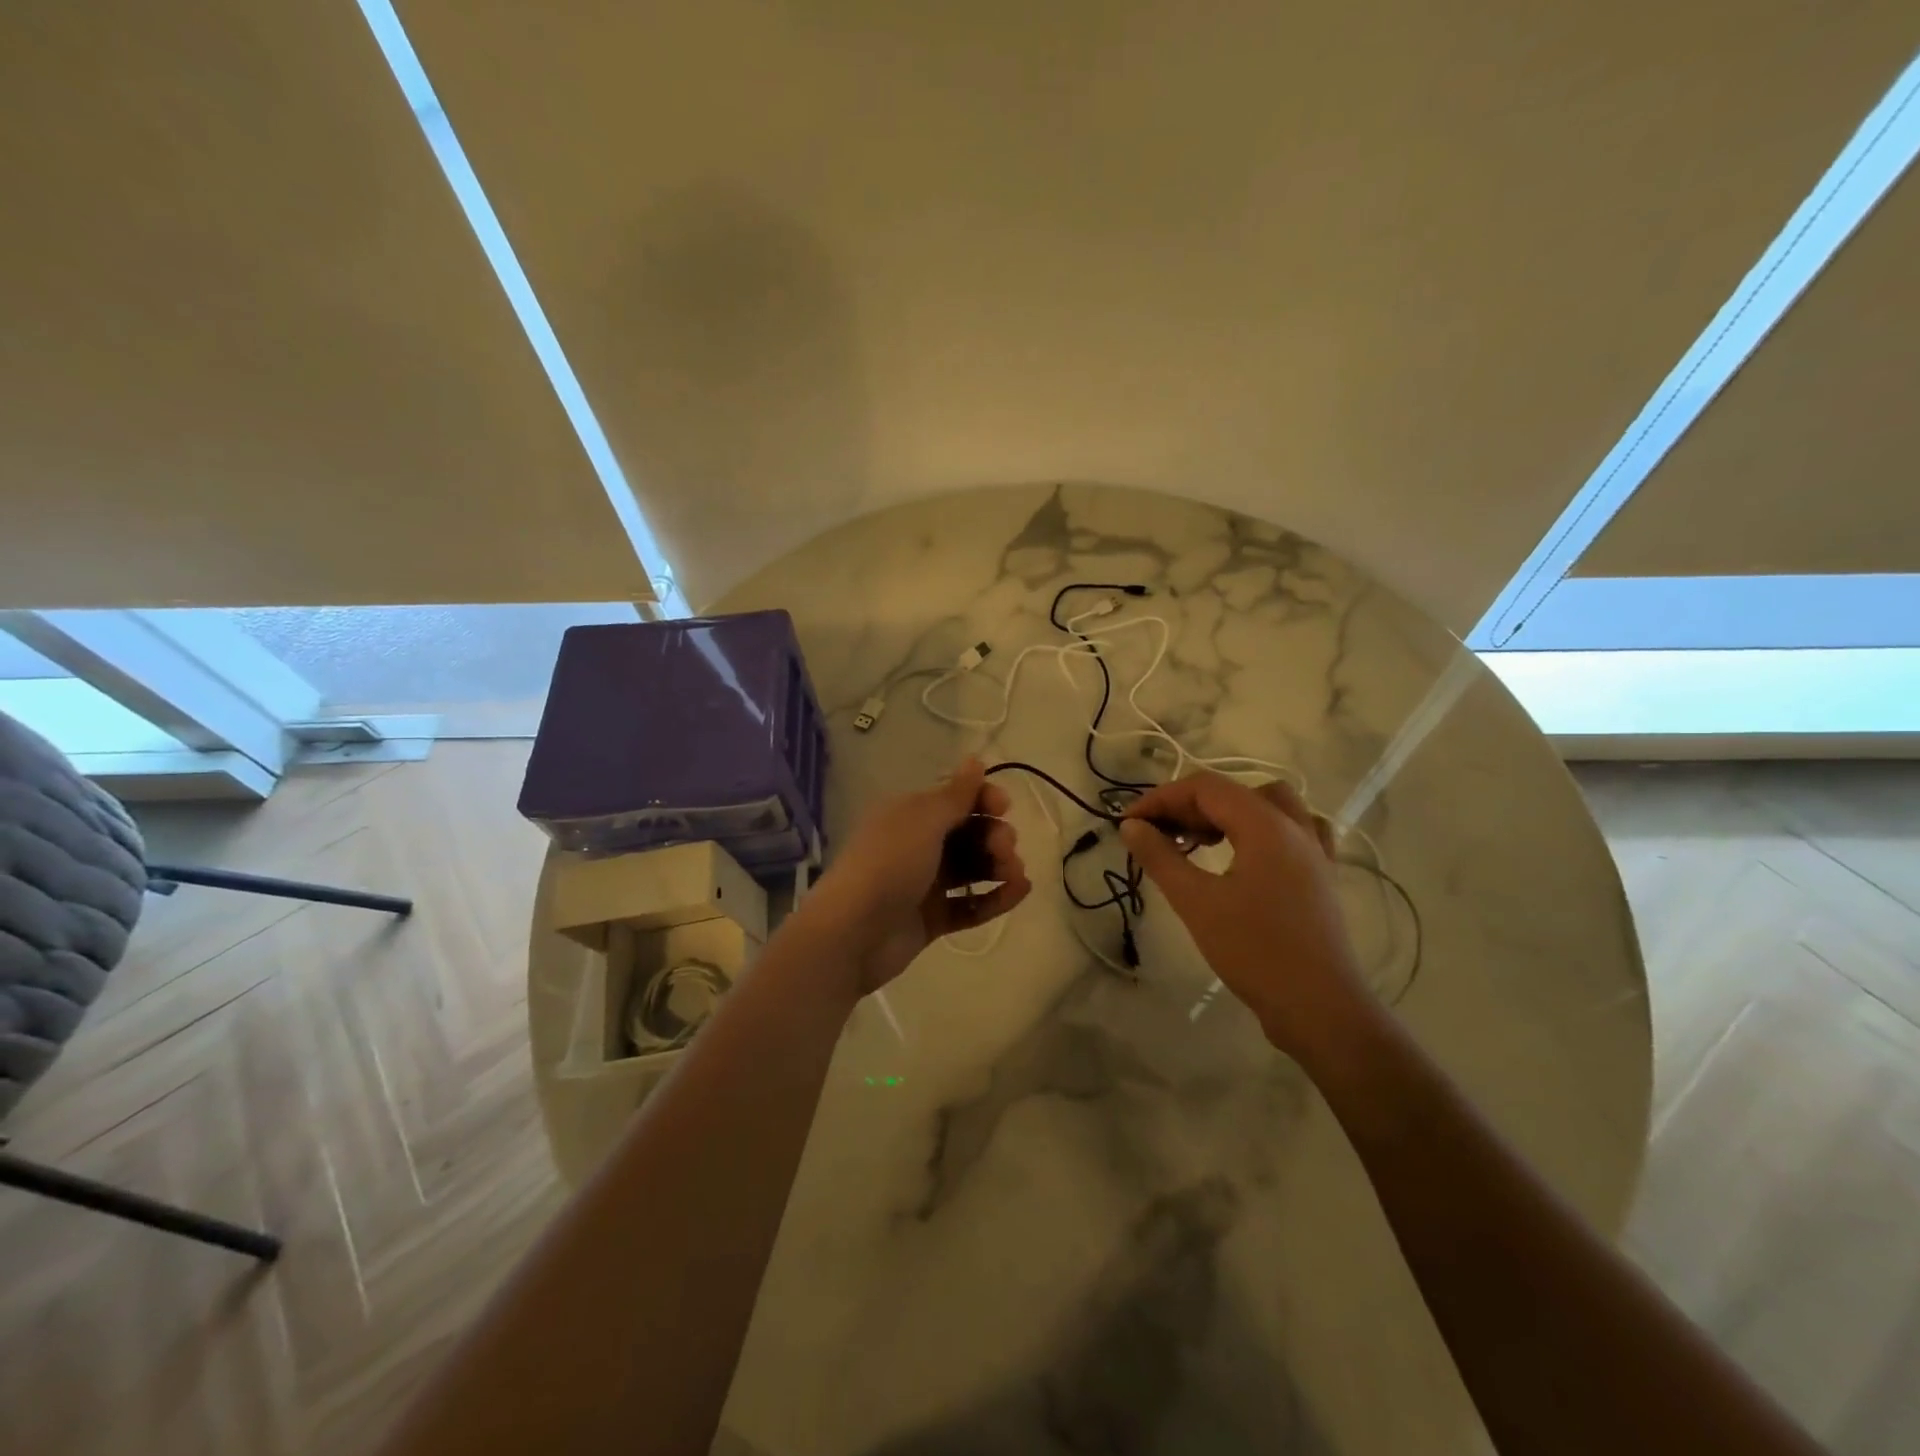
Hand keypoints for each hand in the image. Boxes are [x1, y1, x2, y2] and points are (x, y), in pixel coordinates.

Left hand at [794, 757, 1031, 995]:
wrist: (852, 933)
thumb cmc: (889, 864)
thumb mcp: (923, 820)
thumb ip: (955, 794)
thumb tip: (975, 759)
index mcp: (909, 815)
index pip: (954, 799)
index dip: (983, 799)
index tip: (1003, 808)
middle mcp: (917, 845)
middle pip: (967, 833)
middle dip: (993, 835)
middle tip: (1004, 849)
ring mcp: (924, 884)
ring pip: (972, 869)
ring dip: (999, 866)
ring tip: (1015, 874)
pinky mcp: (932, 919)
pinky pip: (970, 904)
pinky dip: (995, 897)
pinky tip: (1020, 892)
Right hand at [1119, 773, 1370, 1058]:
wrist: (1319, 1008)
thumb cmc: (1254, 952)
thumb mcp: (1196, 902)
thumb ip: (1161, 857)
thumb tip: (1131, 826)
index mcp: (1266, 825)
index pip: (1205, 789)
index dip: (1162, 798)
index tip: (1129, 823)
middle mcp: (1295, 827)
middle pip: (1234, 793)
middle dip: (1189, 806)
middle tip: (1156, 835)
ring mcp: (1314, 852)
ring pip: (1268, 806)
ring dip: (1227, 813)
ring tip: (1198, 841)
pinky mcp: (1320, 876)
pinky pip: (1293, 832)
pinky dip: (1263, 830)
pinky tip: (1246, 853)